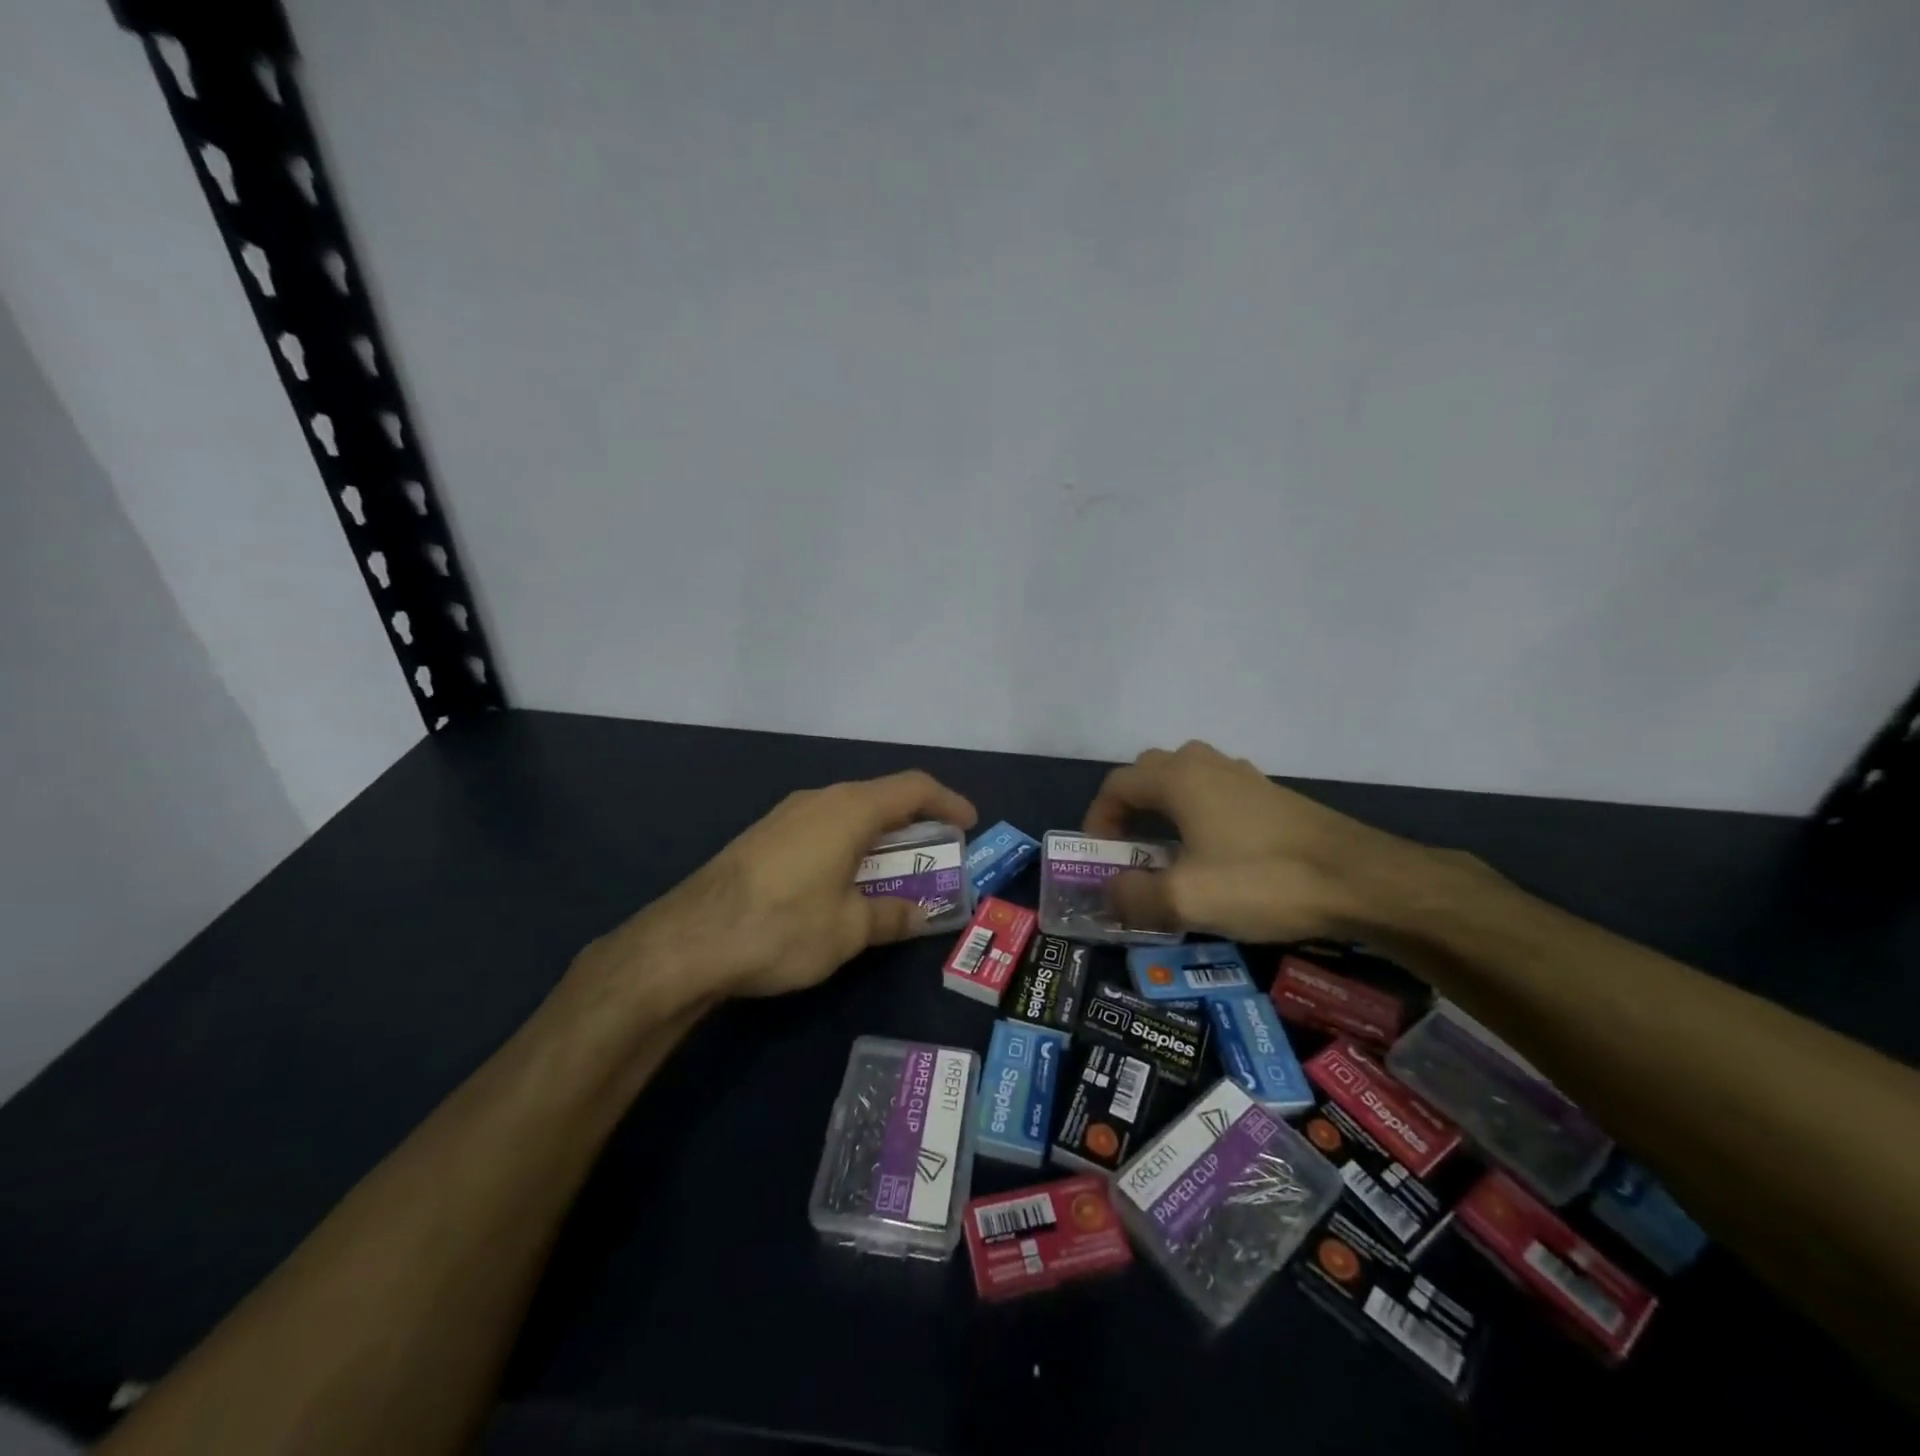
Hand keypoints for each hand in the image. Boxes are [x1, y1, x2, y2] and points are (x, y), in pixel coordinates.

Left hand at [576, 771, 977, 1012]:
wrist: (686, 942)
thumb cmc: (782, 927)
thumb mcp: (849, 930)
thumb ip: (892, 916)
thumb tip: (922, 915)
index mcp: (849, 810)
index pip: (913, 787)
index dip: (947, 801)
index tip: (969, 824)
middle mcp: (819, 800)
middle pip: (881, 797)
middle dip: (915, 824)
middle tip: (937, 856)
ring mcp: (785, 816)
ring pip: (849, 813)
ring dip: (880, 837)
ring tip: (894, 872)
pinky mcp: (763, 837)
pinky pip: (822, 828)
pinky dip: (849, 845)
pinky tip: (843, 882)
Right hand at [1083, 740, 1462, 942]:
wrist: (1361, 880)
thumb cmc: (1264, 880)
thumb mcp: (1186, 899)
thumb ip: (1133, 897)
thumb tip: (1110, 893)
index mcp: (1179, 778)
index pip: (1117, 785)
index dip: (1098, 819)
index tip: (1100, 857)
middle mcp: (1207, 765)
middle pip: (1149, 774)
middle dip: (1130, 810)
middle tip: (1131, 851)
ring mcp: (1244, 776)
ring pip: (1186, 780)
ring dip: (1166, 810)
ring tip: (1169, 853)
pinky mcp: (1272, 796)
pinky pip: (1218, 794)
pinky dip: (1200, 815)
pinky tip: (1217, 854)